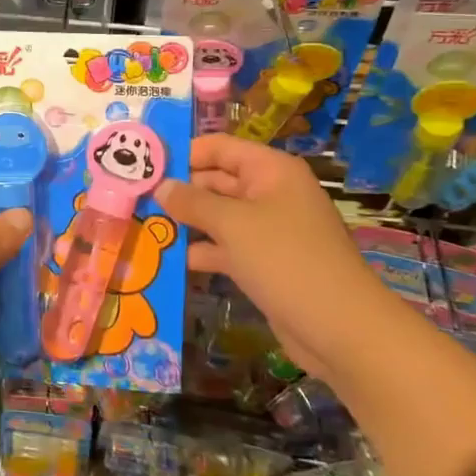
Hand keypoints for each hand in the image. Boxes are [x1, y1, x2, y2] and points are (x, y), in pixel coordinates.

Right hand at [155, 136, 389, 379]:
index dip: (183, 153)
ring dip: (185, 223)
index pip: (219, 148)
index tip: (143, 166)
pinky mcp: (263, 263)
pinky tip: (166, 260)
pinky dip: (200, 252)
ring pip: (217, 217)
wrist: (341, 328)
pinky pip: (225, 248)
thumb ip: (192, 202)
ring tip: (142, 227)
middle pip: (216, 181)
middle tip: (134, 200)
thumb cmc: (286, 260)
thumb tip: (161, 186)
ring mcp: (268, 230)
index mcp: (270, 171)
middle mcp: (270, 194)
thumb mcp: (233, 225)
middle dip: (179, 191)